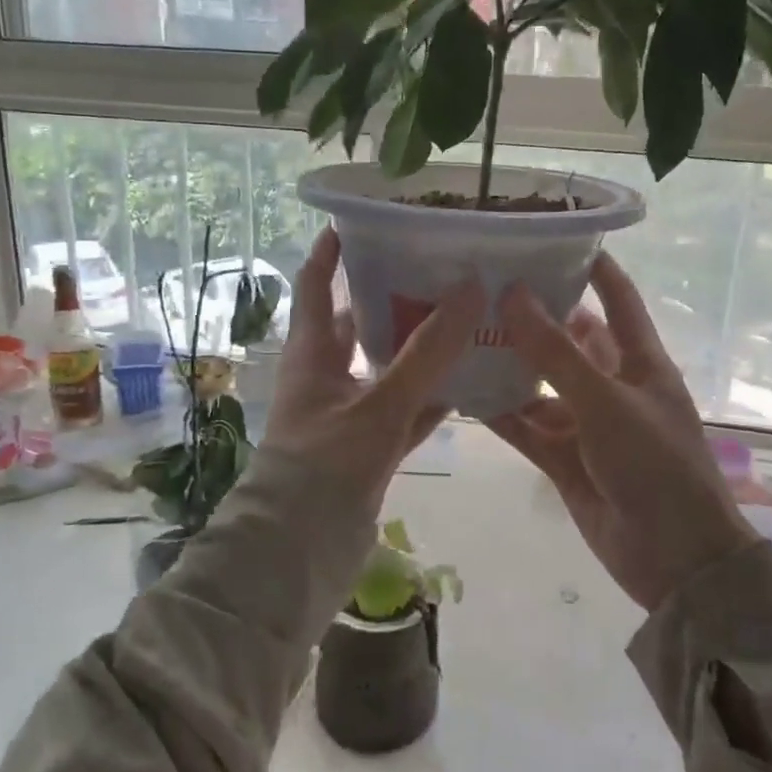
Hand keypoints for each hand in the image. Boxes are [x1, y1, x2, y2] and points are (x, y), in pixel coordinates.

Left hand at [265, 228, 484, 516]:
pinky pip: (405, 412)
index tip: (361, 219)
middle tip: (438, 269)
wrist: (299, 552)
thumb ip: (427, 352)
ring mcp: (348, 413)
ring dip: (418, 350)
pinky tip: (470, 386)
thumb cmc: (325, 465)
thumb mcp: (379, 404)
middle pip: (357, 323)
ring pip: (387, 369)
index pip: (313, 284)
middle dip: (391, 296)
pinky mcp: (369, 448)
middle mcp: (327, 376)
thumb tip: (472, 287)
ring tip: (465, 319)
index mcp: (312, 353)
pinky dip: (431, 400)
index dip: (331, 250)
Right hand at [489, 254, 749, 610]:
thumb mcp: (607, 402)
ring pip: (539, 384)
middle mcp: (610, 385)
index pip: (617, 299)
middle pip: (568, 339)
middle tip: (482, 287)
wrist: (674, 560)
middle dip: (532, 316)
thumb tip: (512, 294)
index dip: (592, 266)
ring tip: (460, 334)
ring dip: (507, 364)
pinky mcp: (563, 458)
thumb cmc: (656, 467)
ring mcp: (585, 423)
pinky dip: (498, 412)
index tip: (552, 236)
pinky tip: (461, 391)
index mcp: (639, 362)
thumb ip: (556, 353)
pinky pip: (525, 426)